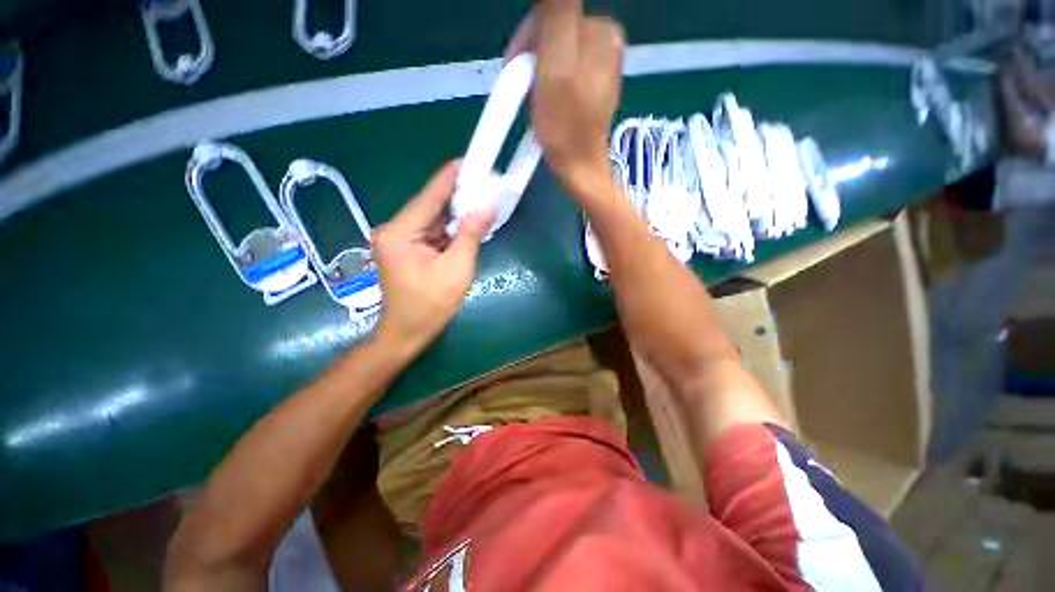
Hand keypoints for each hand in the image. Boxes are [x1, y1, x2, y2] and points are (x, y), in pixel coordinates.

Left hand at [372, 161, 494, 355]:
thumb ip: (470, 236)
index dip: (450, 177)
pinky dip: (449, 228)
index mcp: (400, 233)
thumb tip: (486, 206)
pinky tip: (467, 223)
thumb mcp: (456, 271)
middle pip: (430, 205)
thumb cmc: (430, 306)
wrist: (407, 332)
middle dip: (457, 196)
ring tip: (481, 200)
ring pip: (432, 218)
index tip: (469, 160)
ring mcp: (398, 238)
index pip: (429, 197)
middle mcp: (394, 229)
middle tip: (484, 182)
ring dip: (455, 213)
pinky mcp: (406, 247)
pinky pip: (431, 230)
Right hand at [506, 0, 624, 193]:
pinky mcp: (594, 87)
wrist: (580, 168)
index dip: (526, 42)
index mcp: (600, 30)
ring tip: (536, 101)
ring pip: (556, 54)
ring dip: (538, 74)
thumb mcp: (556, 64)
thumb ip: (557, 12)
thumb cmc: (565, 125)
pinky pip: (563, 72)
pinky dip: (549, 85)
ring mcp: (602, 66)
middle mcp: (606, 42)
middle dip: (533, 59)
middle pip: (555, 33)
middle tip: (525, 91)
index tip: (515, 72)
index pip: (551, 13)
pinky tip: (547, 104)